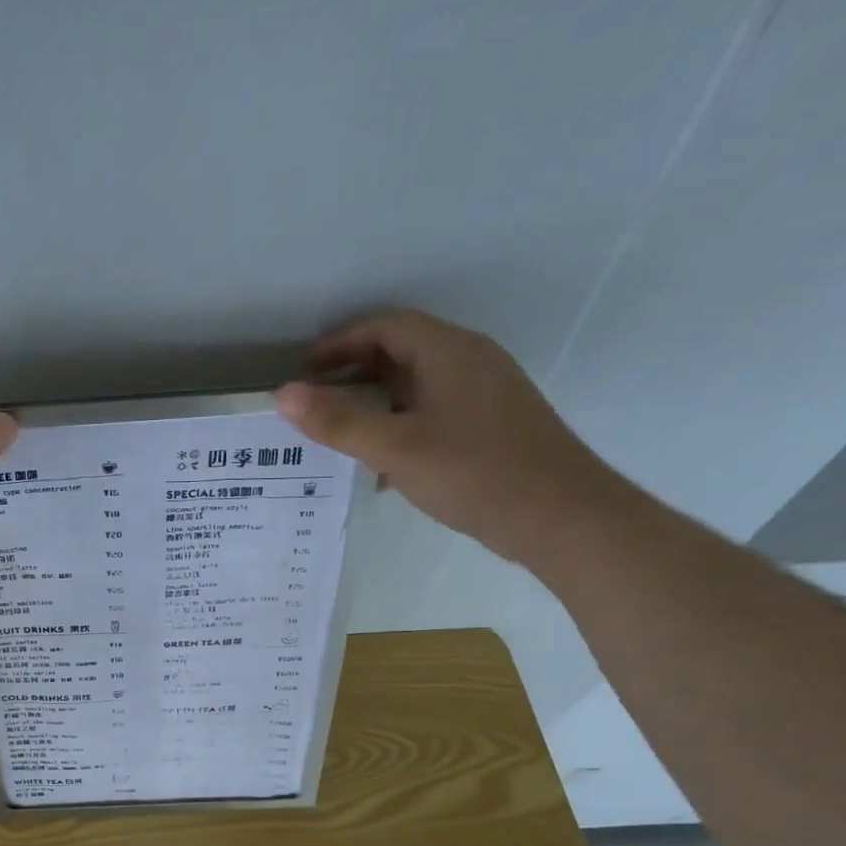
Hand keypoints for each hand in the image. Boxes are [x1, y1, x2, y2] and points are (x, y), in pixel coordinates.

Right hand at [275, 310, 623, 566]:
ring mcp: (484, 394)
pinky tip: (382, 465)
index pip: (386, 327)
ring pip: (416, 385)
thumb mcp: (396, 448)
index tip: (304, 372)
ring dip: (374, 402)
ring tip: (339, 434)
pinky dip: (399, 424)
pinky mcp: (490, 426)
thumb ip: (338, 421)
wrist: (563, 518)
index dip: (340, 343)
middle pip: (401, 351)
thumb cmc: (475, 473)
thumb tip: (282, 395)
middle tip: (314, 404)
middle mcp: (470, 362)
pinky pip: (432, 411)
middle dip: (352, 373)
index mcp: (449, 352)